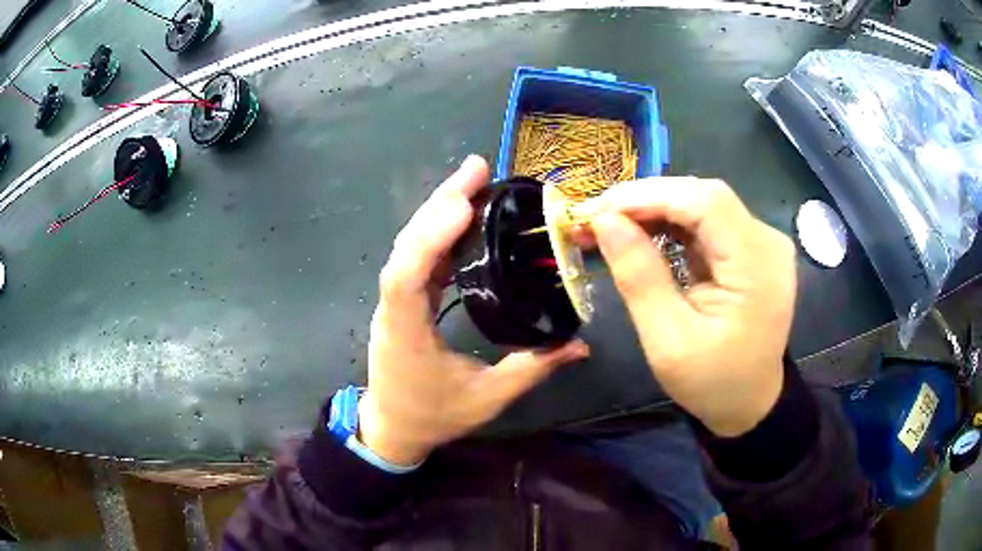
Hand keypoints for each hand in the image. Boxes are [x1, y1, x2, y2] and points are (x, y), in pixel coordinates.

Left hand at [358, 156, 589, 465]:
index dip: (431, 237)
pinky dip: (438, 232)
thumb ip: (533, 368)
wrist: (392, 429)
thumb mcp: (487, 397)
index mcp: (406, 333)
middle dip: (440, 203)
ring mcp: (394, 302)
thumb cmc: (433, 417)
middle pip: (407, 246)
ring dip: (438, 210)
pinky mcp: (403, 300)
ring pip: (410, 246)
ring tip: (472, 180)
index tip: (464, 203)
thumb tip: (580, 345)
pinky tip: (462, 214)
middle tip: (477, 169)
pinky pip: (417, 257)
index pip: (407, 277)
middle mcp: (393, 308)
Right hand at [580, 177, 795, 436]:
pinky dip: (669, 223)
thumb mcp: (668, 341)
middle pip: (704, 196)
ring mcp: (761, 243)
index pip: (706, 203)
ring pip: (702, 204)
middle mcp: (766, 242)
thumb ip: (639, 277)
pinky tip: (641, 233)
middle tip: (595, 218)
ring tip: (609, 226)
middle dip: (646, 200)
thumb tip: (605, 222)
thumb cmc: (712, 383)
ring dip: (654, 209)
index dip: (650, 196)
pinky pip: (706, 222)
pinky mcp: (750, 249)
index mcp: (757, 266)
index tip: (599, 210)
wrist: (750, 402)